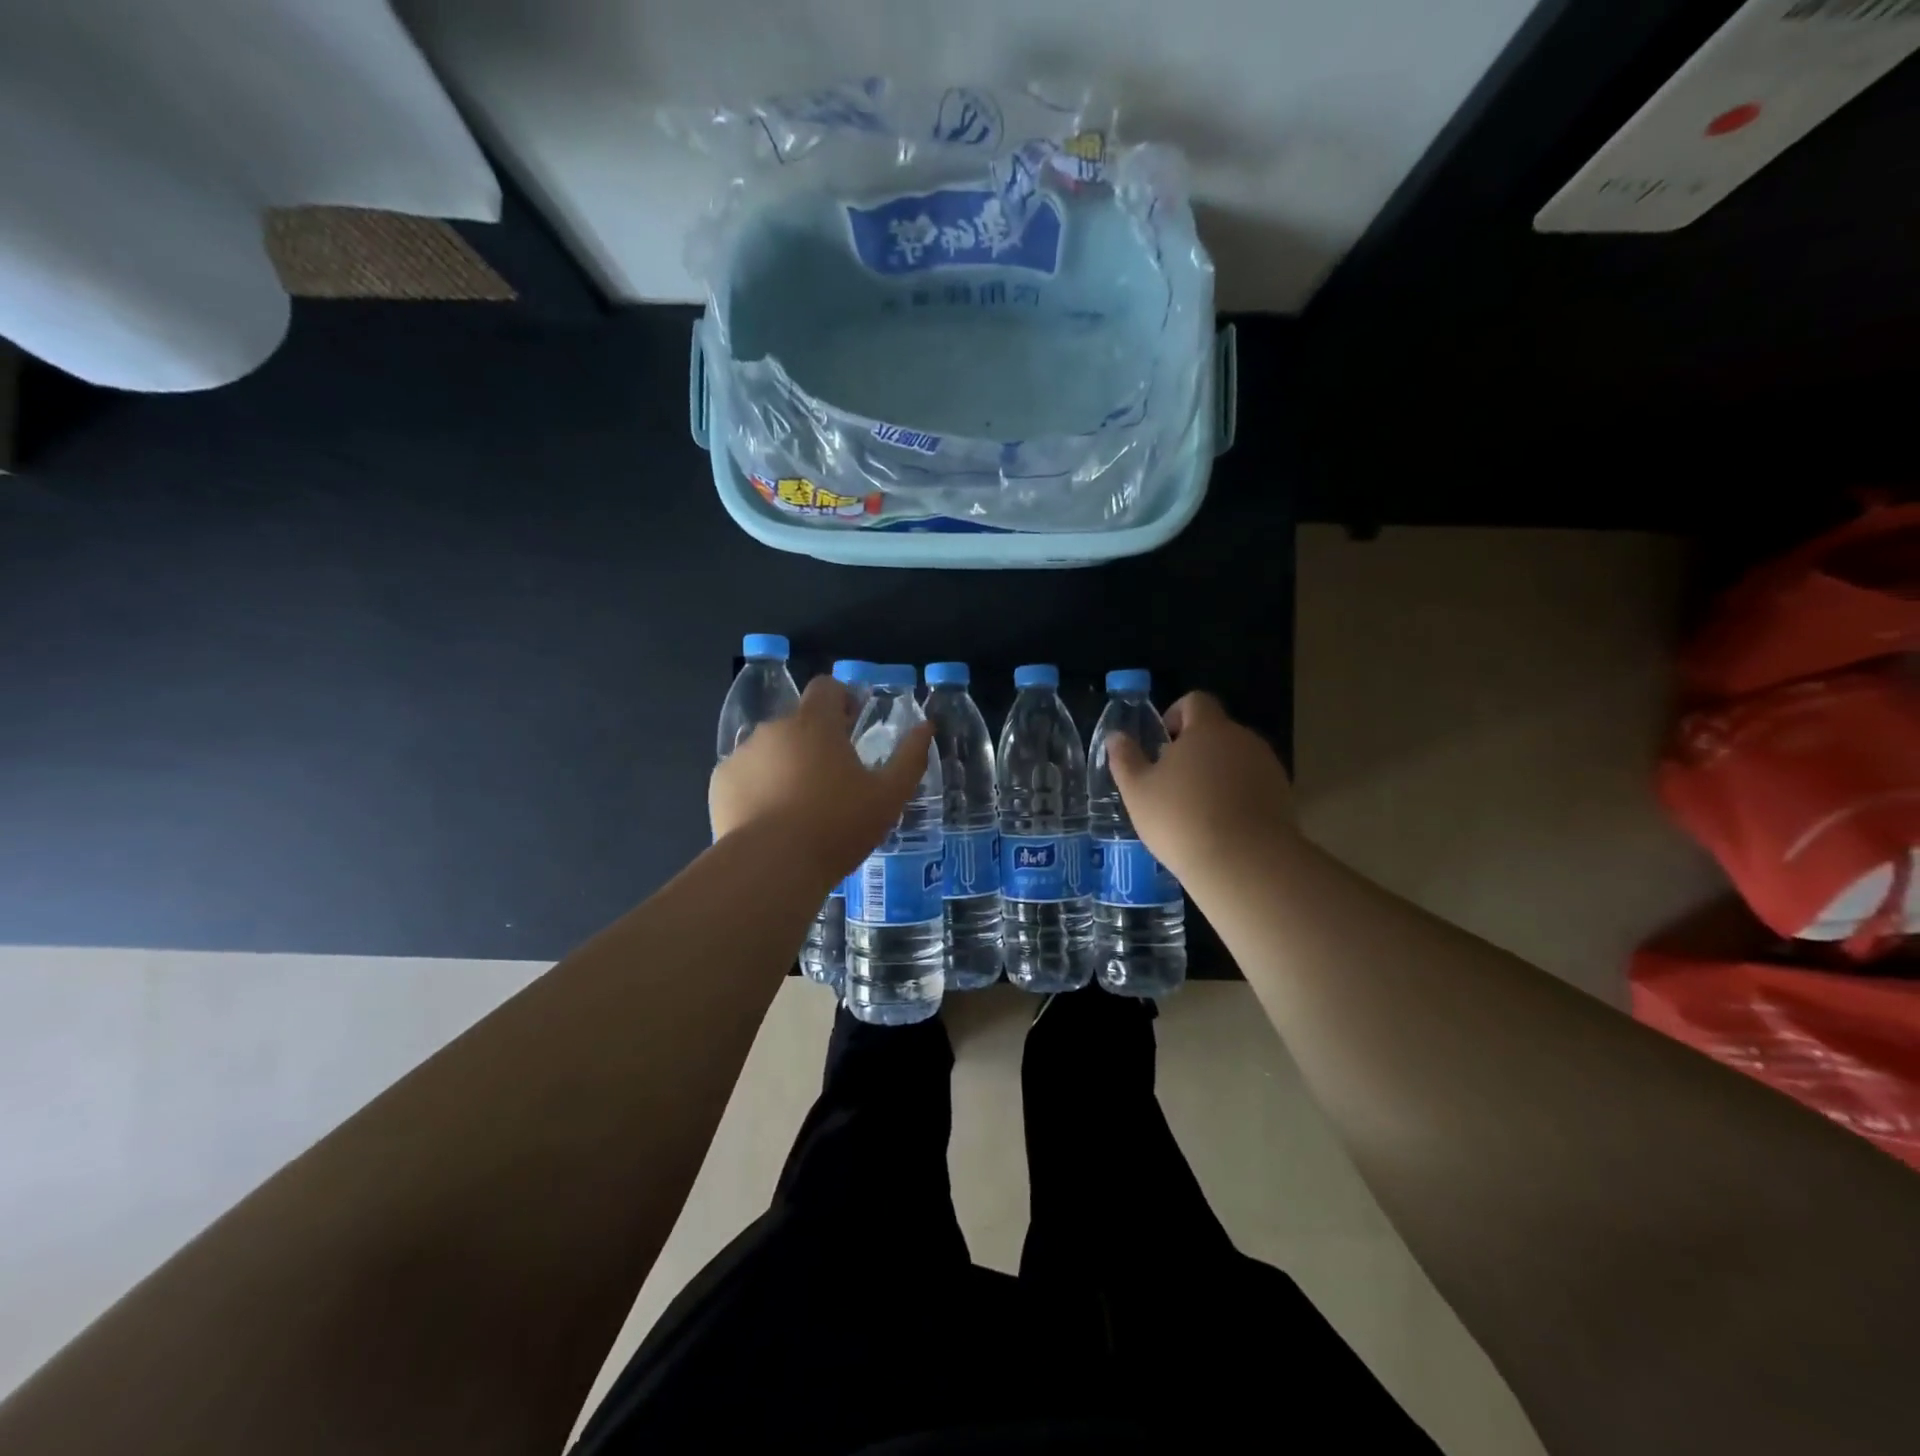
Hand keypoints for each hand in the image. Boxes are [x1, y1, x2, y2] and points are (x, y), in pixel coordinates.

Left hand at [709, 677, 934, 880]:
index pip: (826, 687)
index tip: (853, 727)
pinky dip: (759, 787)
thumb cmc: (837, 826)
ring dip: (787, 764)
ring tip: (801, 806)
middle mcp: (774, 728)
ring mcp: (743, 754)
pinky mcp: (721, 782)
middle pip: (799, 721)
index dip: (842, 700)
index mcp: (815, 723)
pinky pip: (746, 775)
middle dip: (816, 741)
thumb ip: (910, 756)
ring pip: (771, 749)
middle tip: (834, 780)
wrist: (771, 867)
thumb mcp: (889, 796)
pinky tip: (772, 820)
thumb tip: (926, 727)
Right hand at [1106, 691, 1294, 882]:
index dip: (1176, 714)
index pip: (1196, 701)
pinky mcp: (1284, 797)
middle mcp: (1243, 739)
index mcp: (1208, 729)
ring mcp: (1268, 768)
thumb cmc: (1181, 818)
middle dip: (1195, 749)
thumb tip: (1116, 736)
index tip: (1162, 742)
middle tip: (1172, 782)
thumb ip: (1125, 759)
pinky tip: (1222, 827)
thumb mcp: (1138, 791)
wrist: (1245, 862)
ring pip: (1237, 760)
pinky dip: (1238, 796)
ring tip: (1197, 809)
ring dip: (1217, 774)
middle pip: (1218, 732)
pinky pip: (1254, 786)